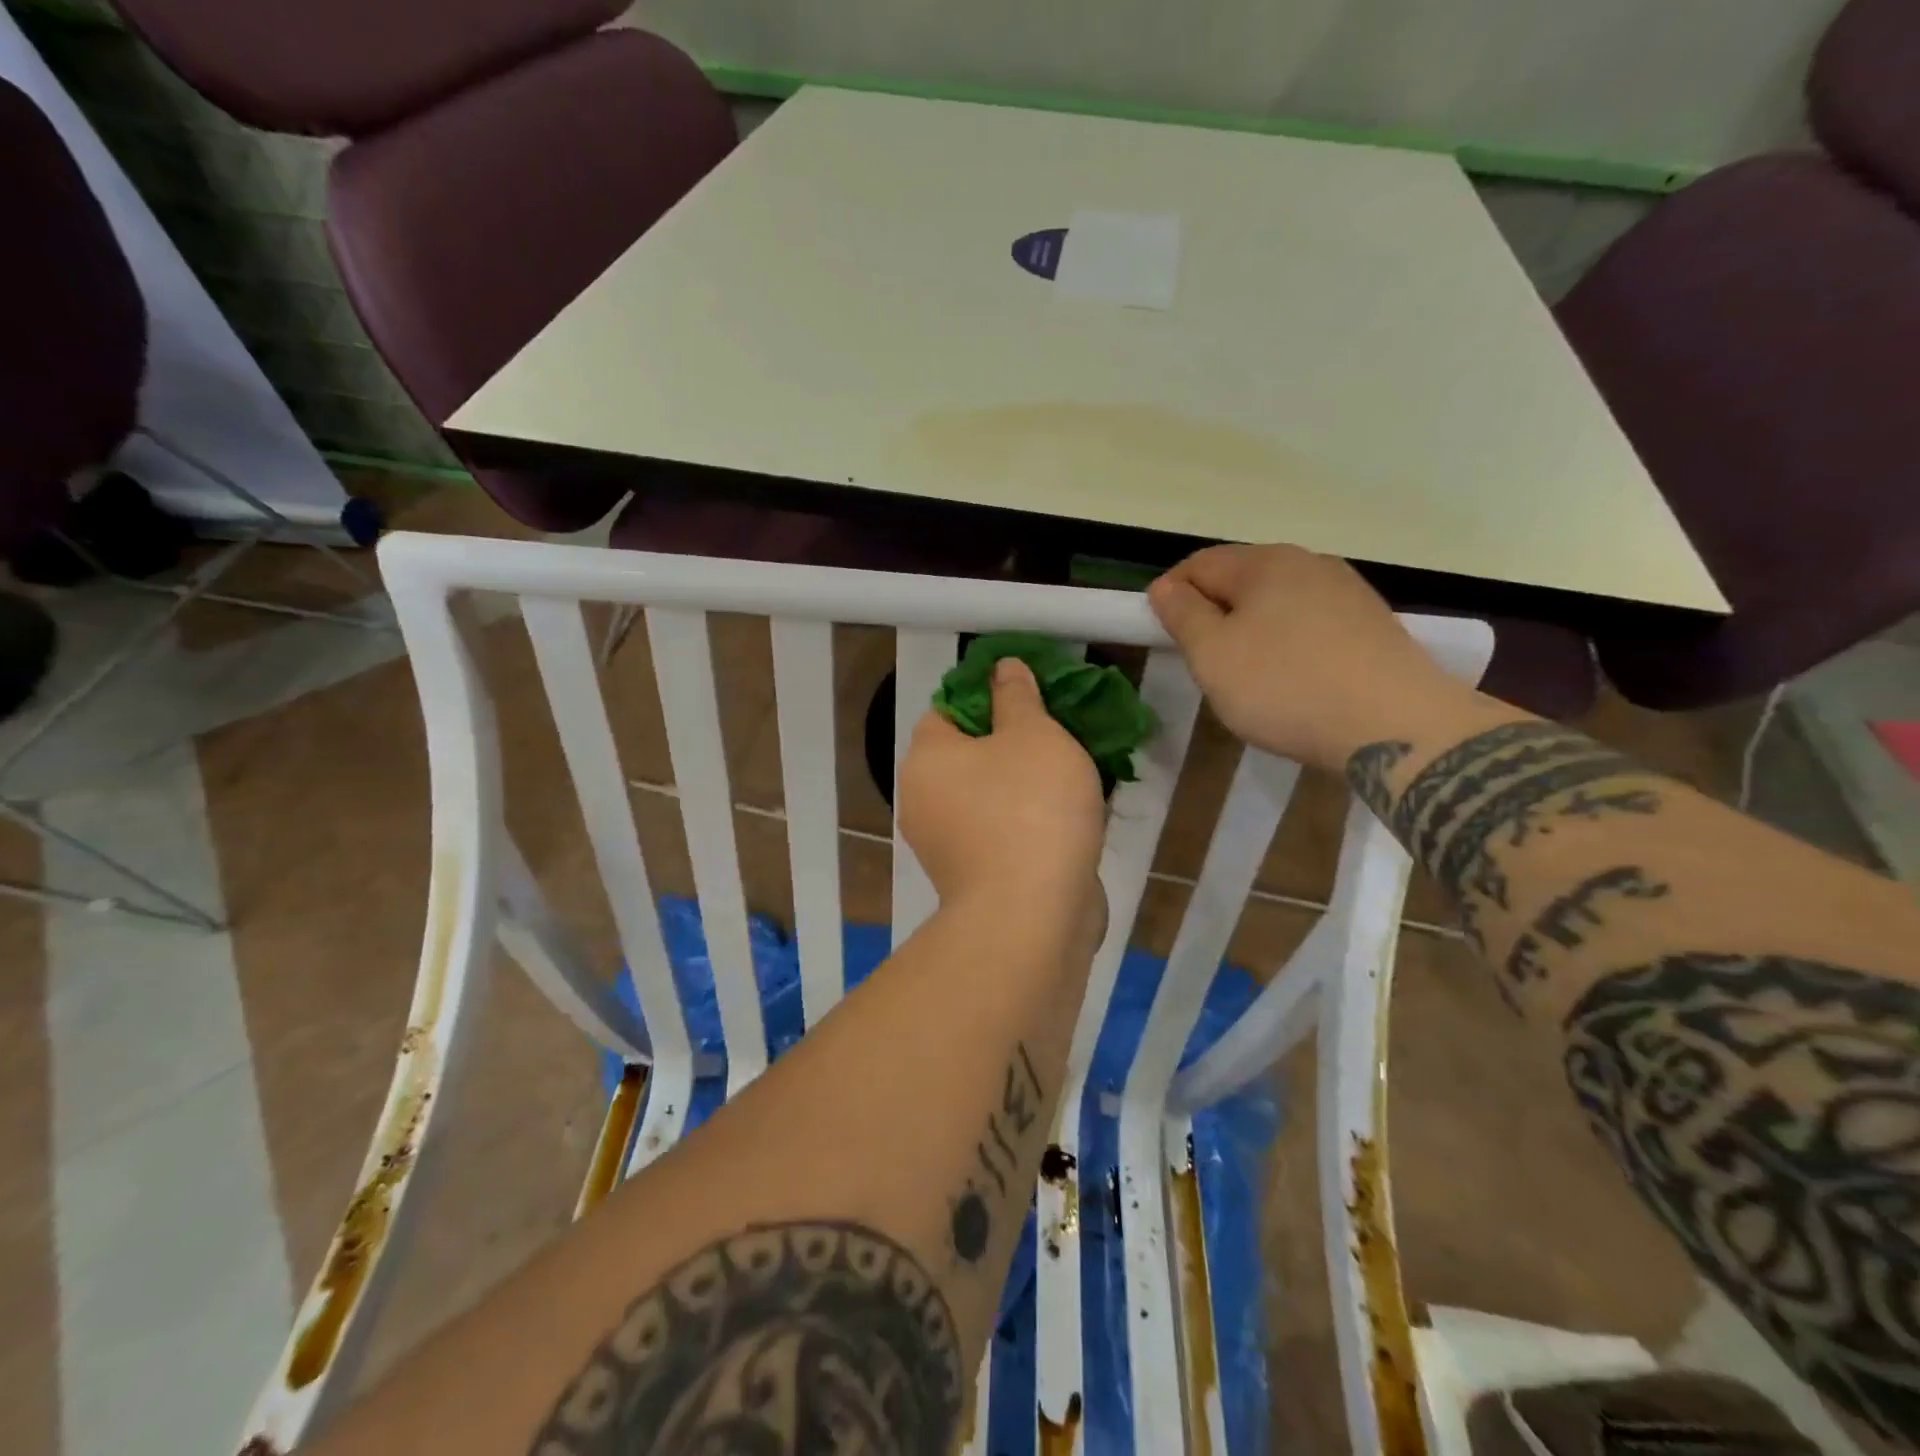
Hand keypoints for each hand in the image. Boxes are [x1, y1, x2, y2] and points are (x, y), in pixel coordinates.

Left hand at [897, 658, 1105, 922]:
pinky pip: (1000, 830)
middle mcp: (923, 799)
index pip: (948, 709)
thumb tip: (1002, 667)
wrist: (1031, 916)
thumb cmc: (1030, 808)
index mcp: (926, 758)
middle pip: (969, 754)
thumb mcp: (1033, 734)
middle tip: (1060, 736)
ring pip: (988, 794)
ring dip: (1025, 784)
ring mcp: (945, 843)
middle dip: (1014, 742)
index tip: (1033, 701)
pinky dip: (1026, 822)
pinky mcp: (971, 876)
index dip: (989, 697)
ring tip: (1074, 776)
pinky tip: (1067, 820)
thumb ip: (1017, 696)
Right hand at [1148, 543, 1468, 771]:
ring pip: (1277, 603)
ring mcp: (1348, 592)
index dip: (1170, 595)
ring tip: (1247, 676)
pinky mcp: (1372, 625)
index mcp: (1265, 562)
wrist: (1397, 727)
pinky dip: (1288, 645)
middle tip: (1203, 662)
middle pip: (1241, 580)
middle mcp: (1309, 563)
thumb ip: (1183, 615)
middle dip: (1213, 614)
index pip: (1198, 564)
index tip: (1162, 635)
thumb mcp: (1213, 655)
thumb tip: (1165, 587)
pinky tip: (1293, 681)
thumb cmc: (1286, 687)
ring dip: (1251, 631)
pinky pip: (1311, 624)